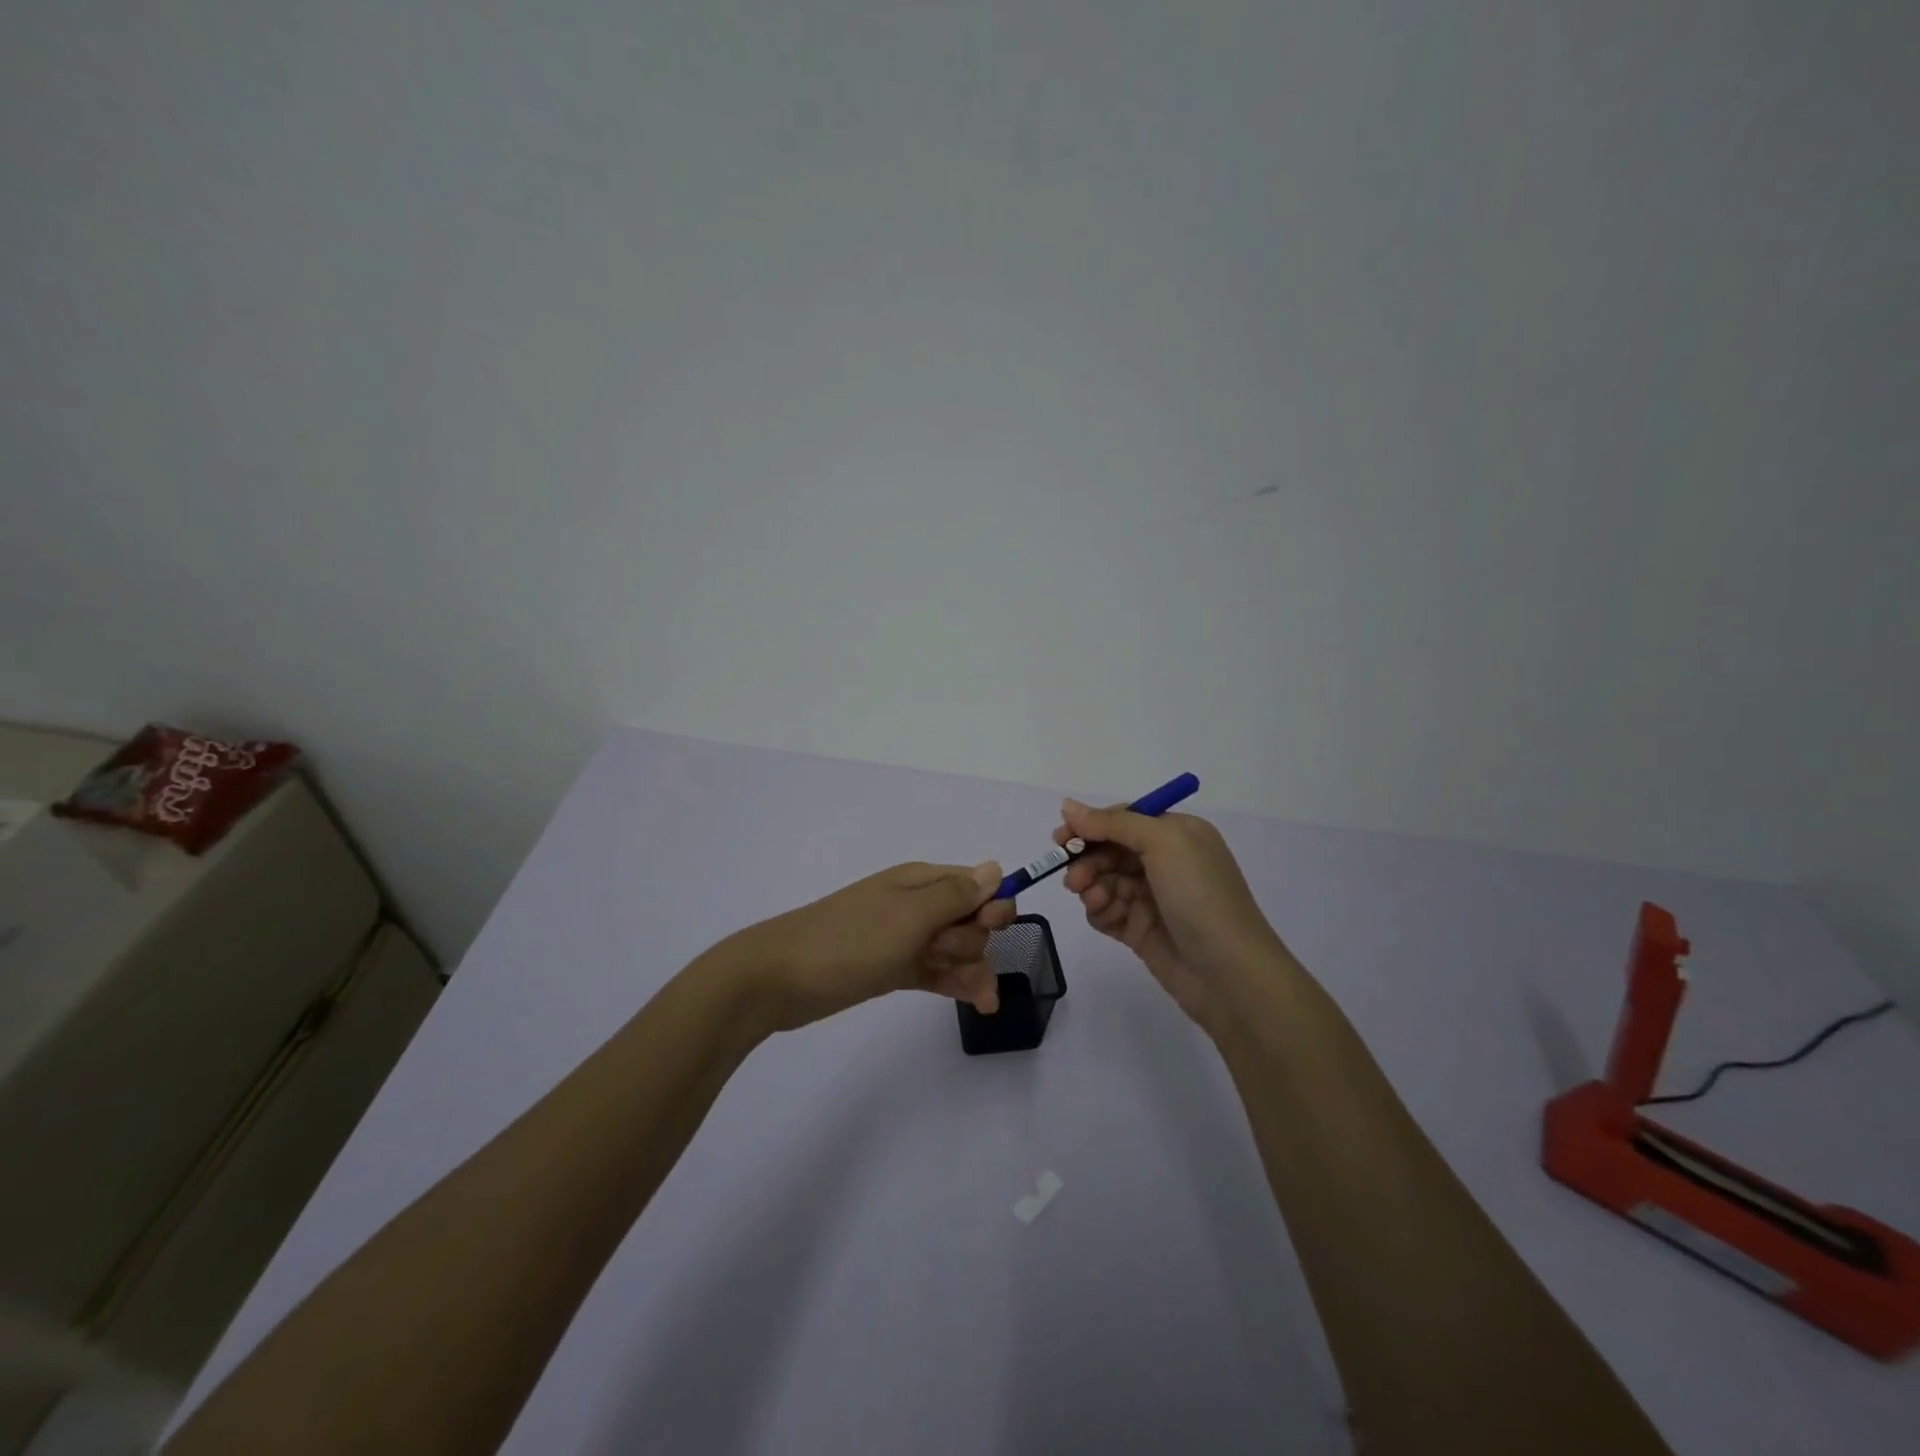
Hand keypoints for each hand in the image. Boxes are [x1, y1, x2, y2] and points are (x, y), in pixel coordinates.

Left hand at [712, 860, 1017, 1032]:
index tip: (988, 929)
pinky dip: (956, 983)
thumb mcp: (909, 916)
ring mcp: (903, 938)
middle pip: (969, 920)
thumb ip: (956, 895)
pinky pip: (936, 972)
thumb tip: (995, 868)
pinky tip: (977, 1004)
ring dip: (971, 969)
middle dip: (973, 942)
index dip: (992, 907)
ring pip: (955, 949)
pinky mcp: (892, 968)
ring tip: (978, 1001)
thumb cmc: (849, 941)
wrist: (779, 978)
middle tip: (942, 956)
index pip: (976, 885)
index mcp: (921, 881)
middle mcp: (916, 905)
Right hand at [1055, 800, 1288, 1033]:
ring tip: (1092, 899)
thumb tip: (1068, 806)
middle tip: (1073, 878)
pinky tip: (1104, 916)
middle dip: (1087, 859)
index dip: (1091, 825)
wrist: (1229, 973)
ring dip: (1091, 886)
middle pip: (1109, 849)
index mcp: (1176, 833)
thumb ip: (1114, 822)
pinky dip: (1100, 910)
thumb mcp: (1163, 843)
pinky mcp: (1141, 929)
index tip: (1062, 837)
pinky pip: (1107, 911)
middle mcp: (1165, 861)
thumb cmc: (1200, 896)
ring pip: (1104, 880)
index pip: (1123, 819)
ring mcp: (1152, 897)